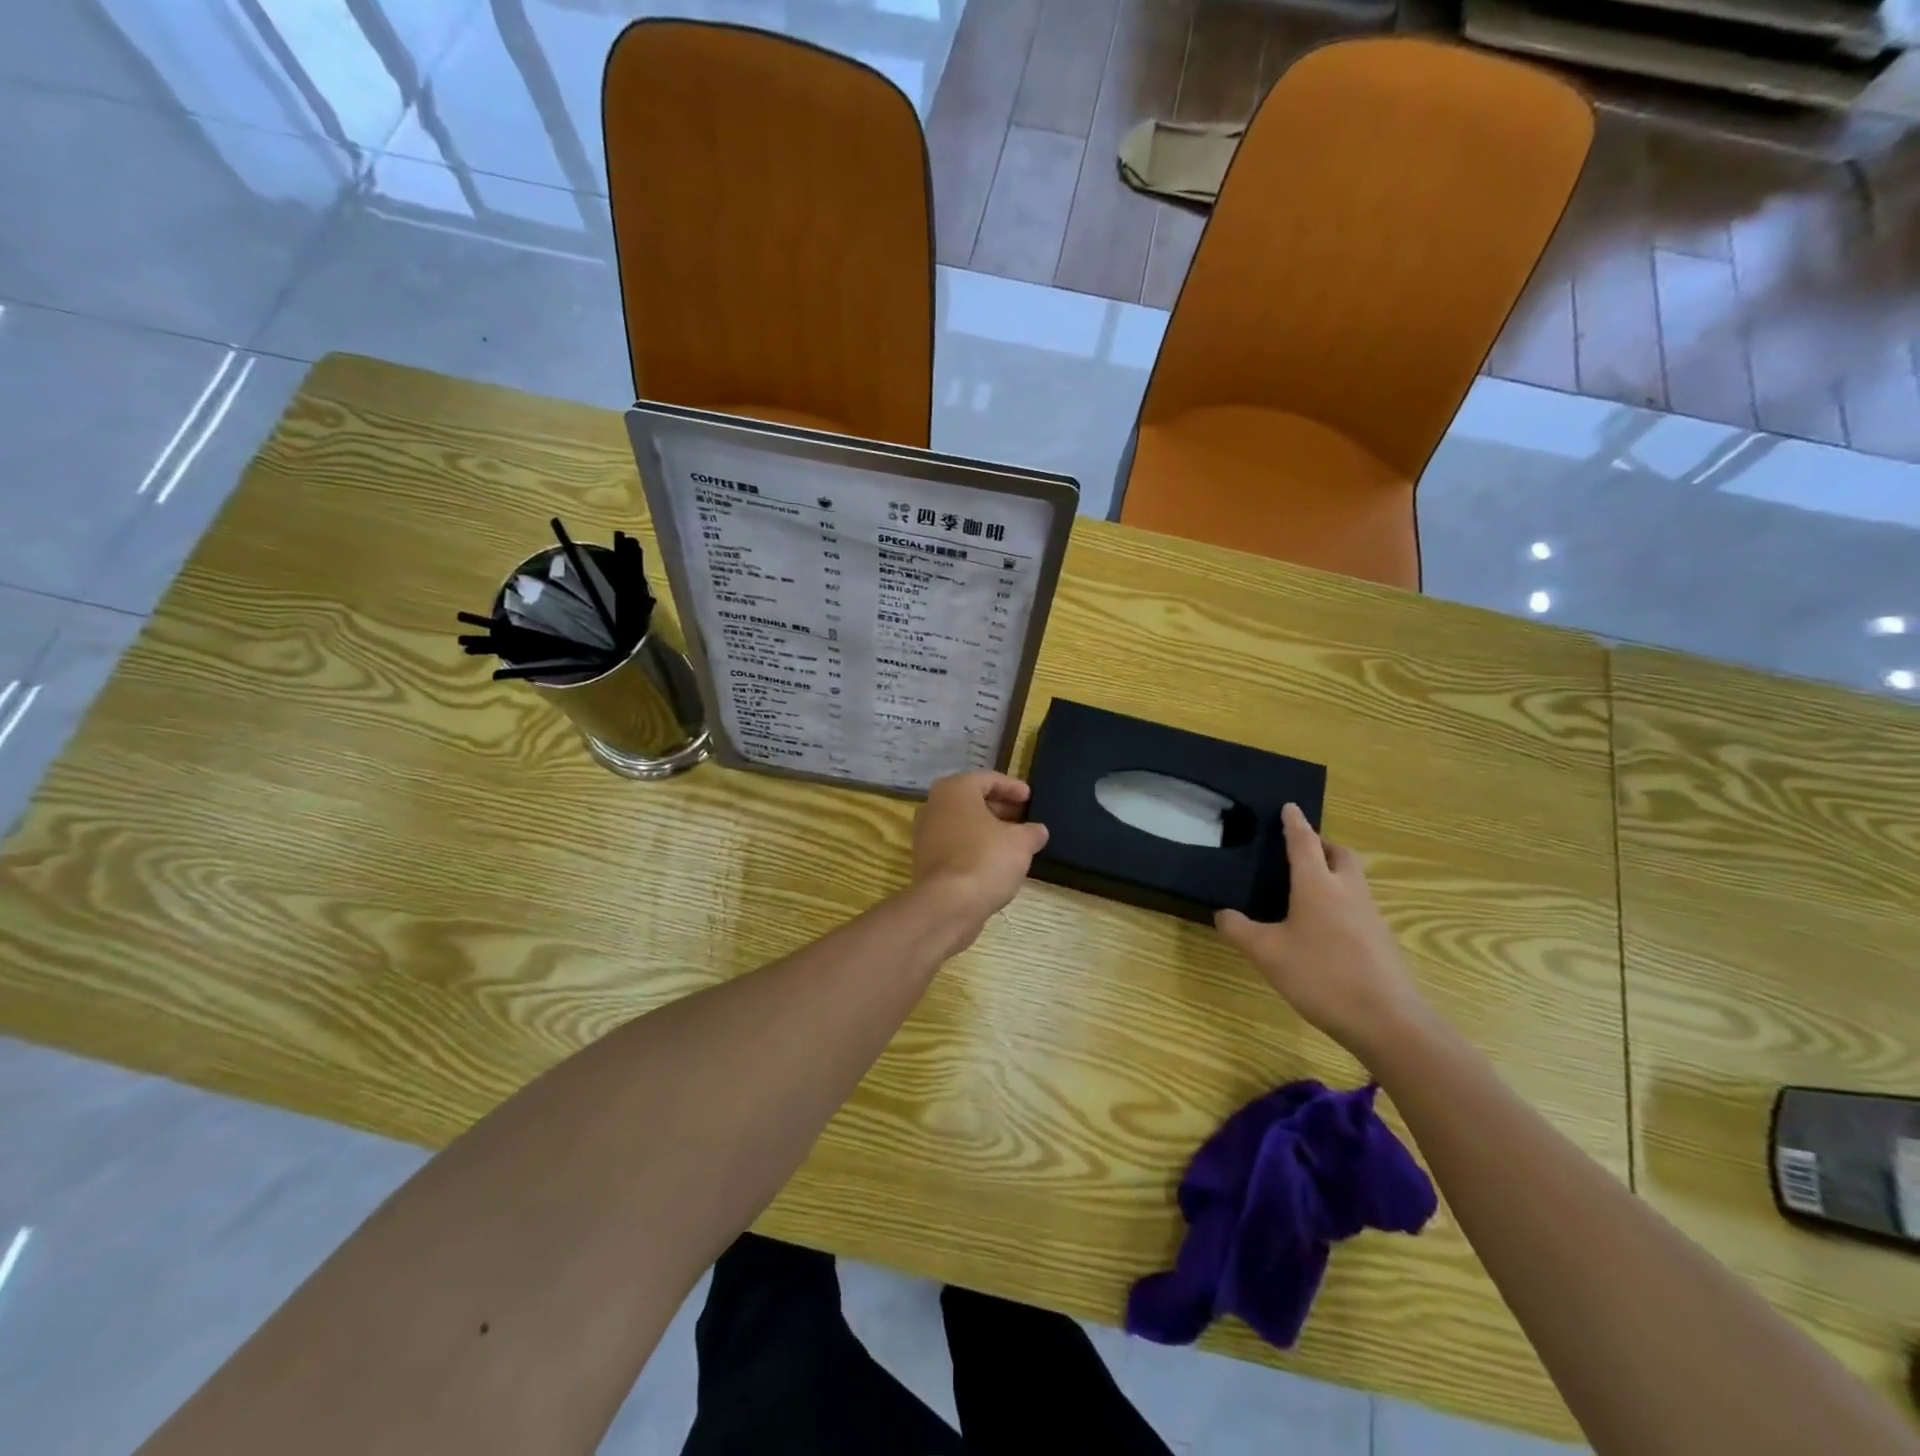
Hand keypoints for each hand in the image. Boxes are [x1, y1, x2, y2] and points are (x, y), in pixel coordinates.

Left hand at [911, 771, 1048, 937]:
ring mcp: (925, 834)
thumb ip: (1032, 832)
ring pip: (962, 823)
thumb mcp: (1021, 842)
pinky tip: (995, 861)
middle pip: (972, 800)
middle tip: (1023, 817)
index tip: (1030, 798)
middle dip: (999, 807)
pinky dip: (974, 847)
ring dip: (987, 829)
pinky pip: (955, 844)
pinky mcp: (925, 860)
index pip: (988, 779)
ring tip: (1013, 841)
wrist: (947, 905)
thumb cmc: (985, 860)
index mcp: (955, 789)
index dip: (1012, 787)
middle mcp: (934, 805)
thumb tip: (1038, 831)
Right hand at [1216, 804, 1428, 1060]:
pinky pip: (1359, 904)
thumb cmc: (1321, 977)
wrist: (1387, 1020)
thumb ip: (1240, 931)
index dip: (1295, 823)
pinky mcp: (1381, 939)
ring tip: (1309, 886)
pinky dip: (1342, 899)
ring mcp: (1370, 915)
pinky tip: (1325, 926)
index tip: (1290, 806)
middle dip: (1322, 844)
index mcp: (1318, 885)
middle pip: (1340, 854)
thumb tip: (1222, 914)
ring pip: (1353, 879)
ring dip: (1334, 871)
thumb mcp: (1267, 954)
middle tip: (1302, 848)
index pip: (1304, 843)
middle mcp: (1348, 891)